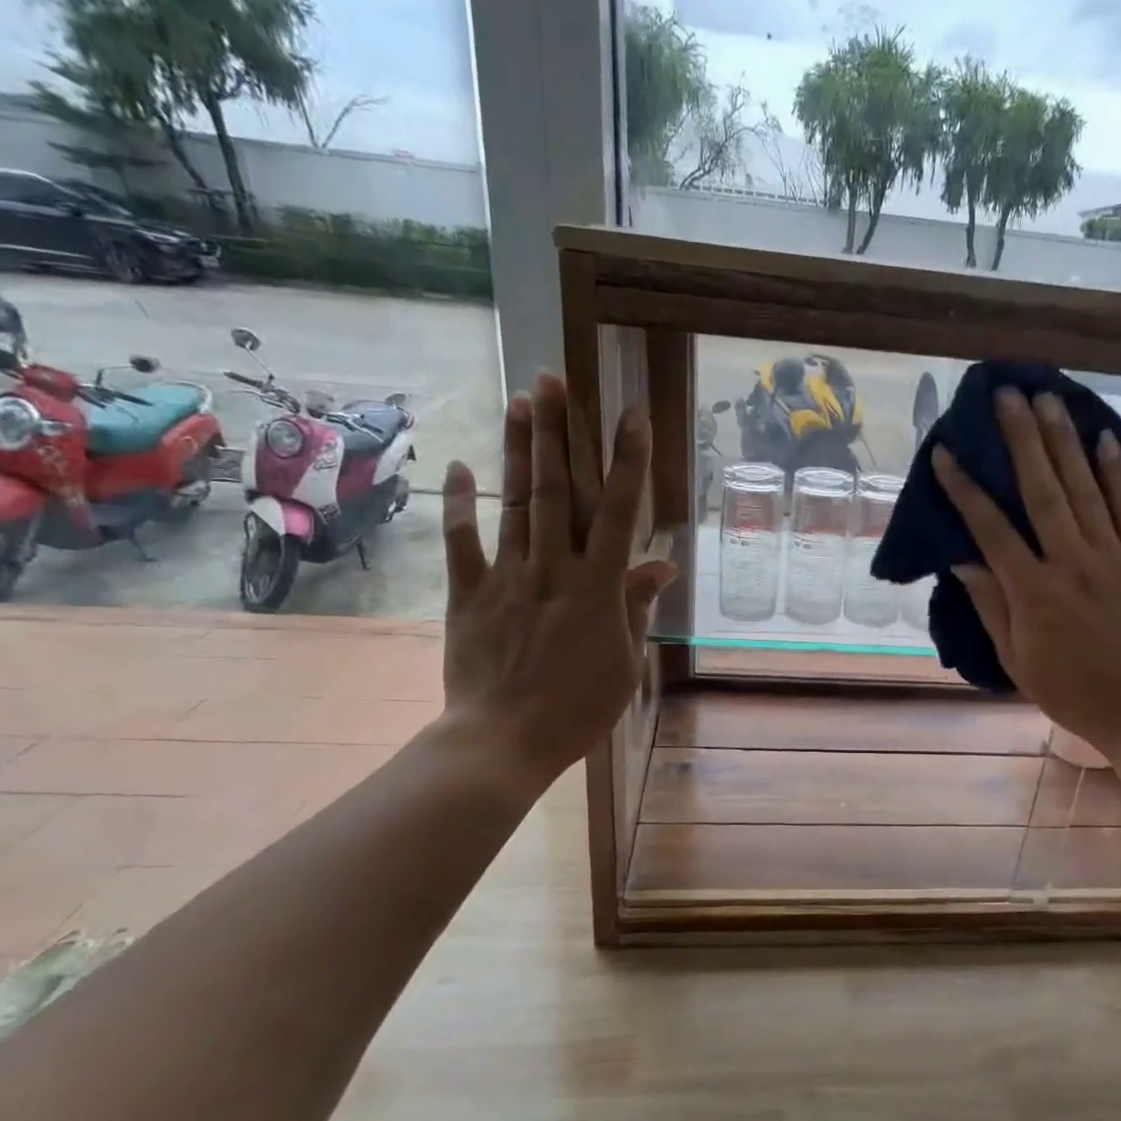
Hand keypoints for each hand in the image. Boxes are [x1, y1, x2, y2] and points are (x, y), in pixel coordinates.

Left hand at [437, 374, 674, 783]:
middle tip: (554, 379)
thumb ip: (637, 608)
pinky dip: (460, 503)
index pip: (618, 512)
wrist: (503, 741)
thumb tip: (661, 566)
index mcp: (598, 588)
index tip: (632, 416)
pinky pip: (462, 542)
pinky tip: (460, 466)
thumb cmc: (577, 708)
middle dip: (558, 432)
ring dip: (517, 450)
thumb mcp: (624, 662)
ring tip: (520, 400)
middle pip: (556, 490)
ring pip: (513, 503)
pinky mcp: (468, 594)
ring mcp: (507, 578)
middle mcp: (553, 569)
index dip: (627, 461)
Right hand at [932, 387, 1120, 765]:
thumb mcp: (1014, 658)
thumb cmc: (1068, 690)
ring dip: (1064, 441)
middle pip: (1042, 491)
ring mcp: (1113, 558)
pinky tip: (1105, 437)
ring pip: (1085, 489)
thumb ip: (990, 604)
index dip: (966, 489)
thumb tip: (962, 557)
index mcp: (1033, 593)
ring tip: (1048, 399)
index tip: (945, 453)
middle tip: (1006, 395)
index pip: (991, 529)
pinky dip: (1117, 473)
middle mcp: (1072, 564)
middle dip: (1020, 439)